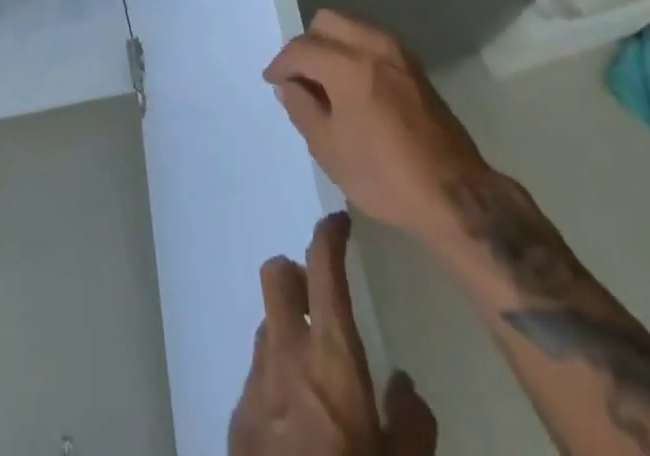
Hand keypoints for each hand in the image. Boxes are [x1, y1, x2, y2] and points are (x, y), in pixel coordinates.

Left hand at [229, 212, 436, 455]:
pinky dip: (276, 378)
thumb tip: (404, 387)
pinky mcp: (238, 417)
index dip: (329, 234)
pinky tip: (298, 425)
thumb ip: (412, 425)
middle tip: (320, 297)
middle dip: (296, 273)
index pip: (324, 267)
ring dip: (287, 330)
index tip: (340, 223)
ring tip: (315, 373)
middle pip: (277, 274)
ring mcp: (257, 383)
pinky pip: (257, 374)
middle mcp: (287, 354)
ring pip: (267, 325)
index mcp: (333, 358)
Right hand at [264, 11, 487, 246]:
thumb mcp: (330, 150)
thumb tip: (289, 86)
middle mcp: (374, 47)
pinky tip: (352, 87)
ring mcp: (398, 54)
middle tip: (299, 78)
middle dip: (306, 45)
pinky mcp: (414, 67)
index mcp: (349, 66)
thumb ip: (302, 109)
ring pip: (351, 27)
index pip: (302, 49)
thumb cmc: (385, 177)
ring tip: (324, 83)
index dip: (281, 64)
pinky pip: (372, 42)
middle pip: (327, 22)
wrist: (456, 195)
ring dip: (331, 46)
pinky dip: (354, 52)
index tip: (272, 81)